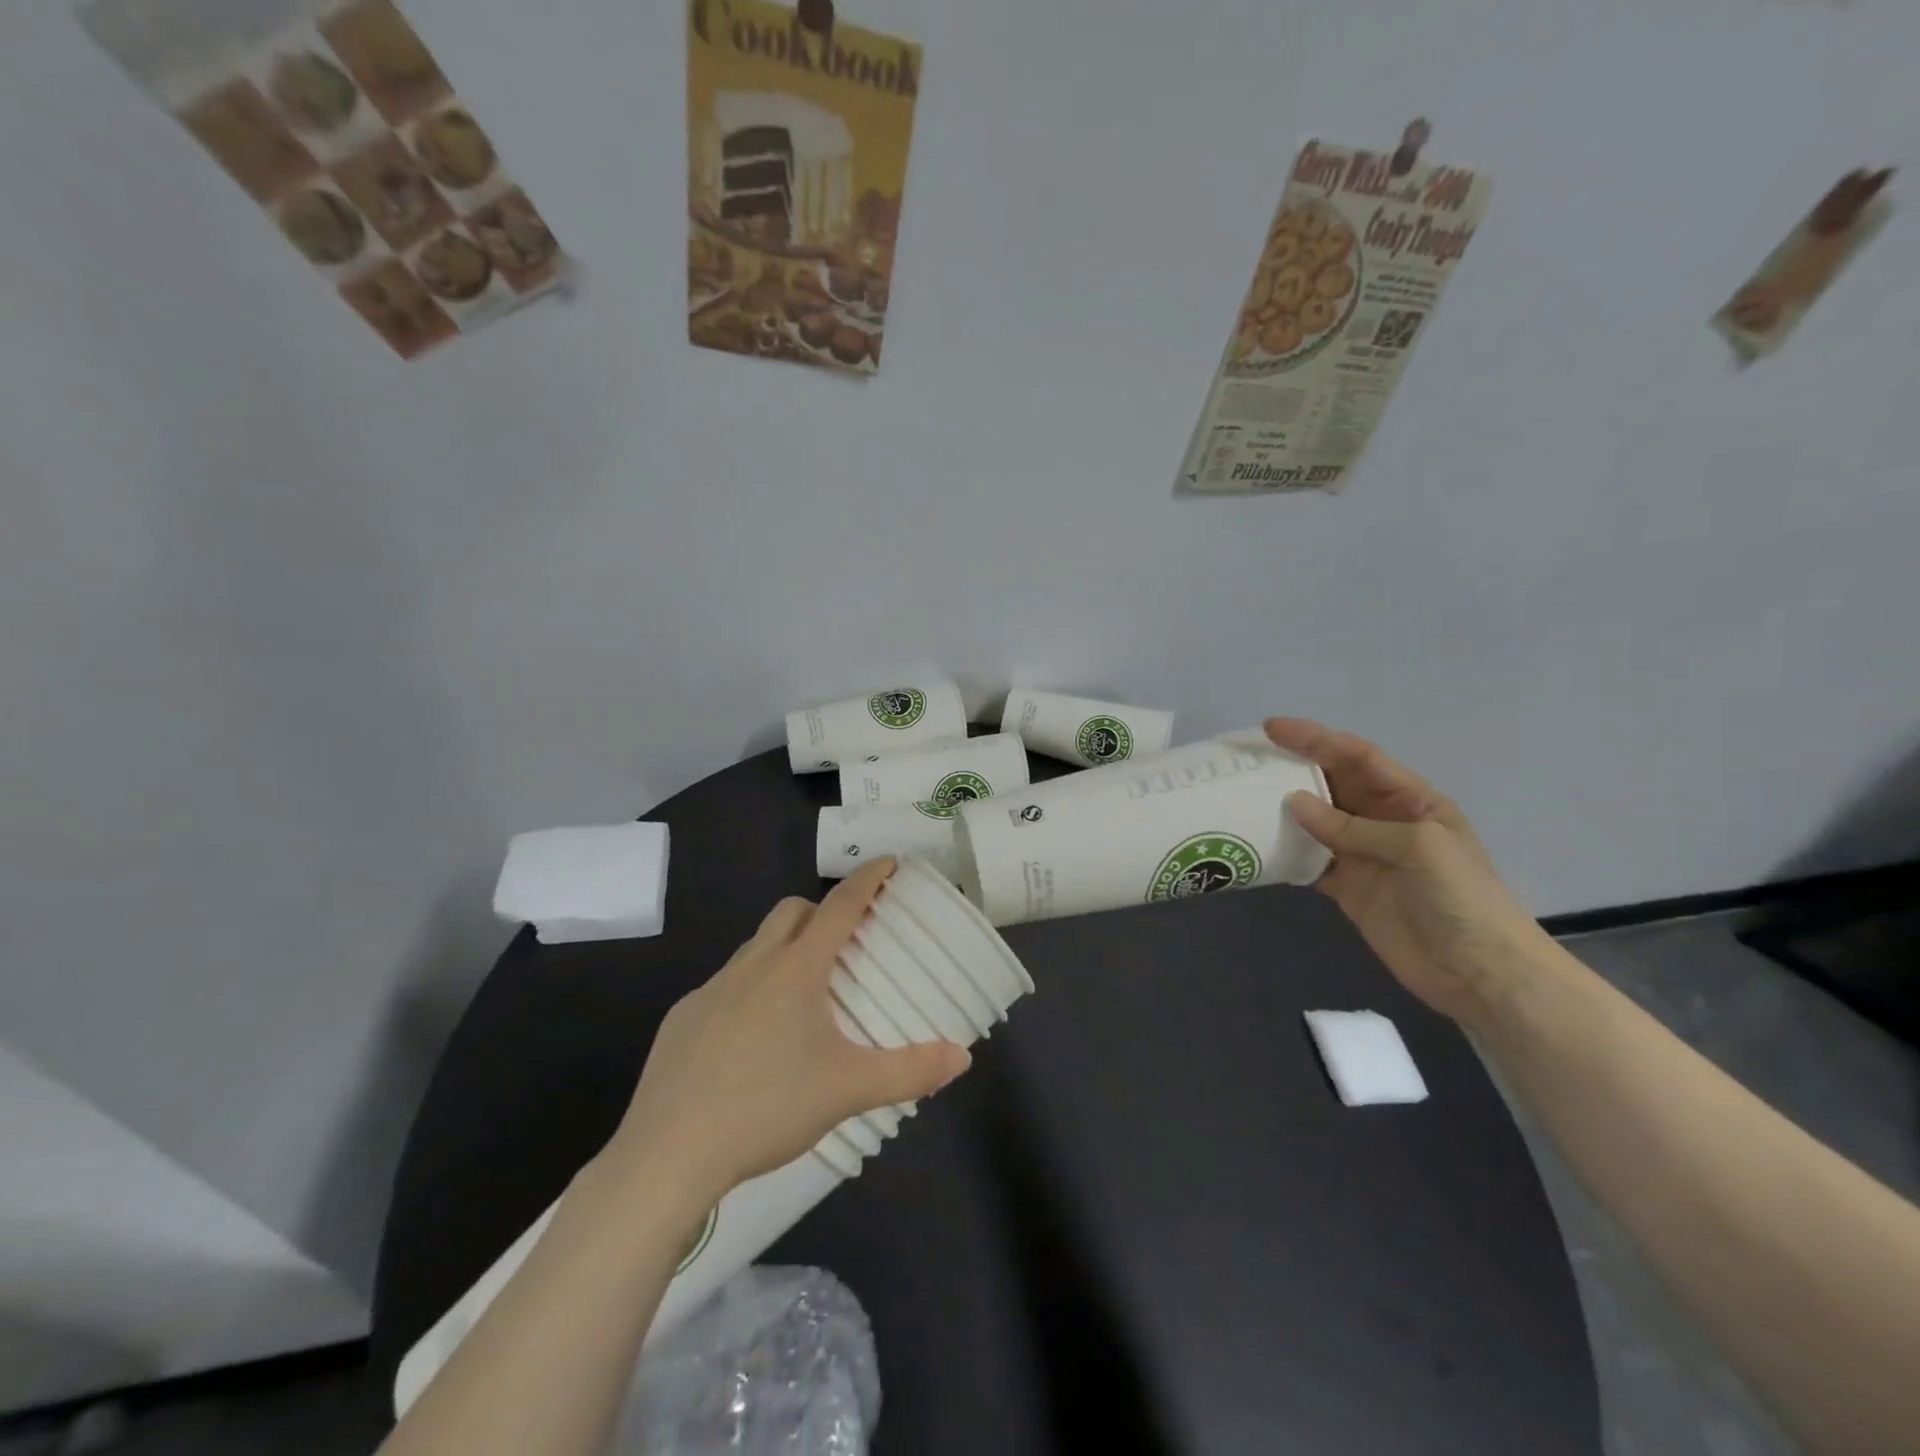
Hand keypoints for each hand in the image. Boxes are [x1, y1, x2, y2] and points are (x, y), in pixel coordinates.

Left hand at [603, 859, 970, 1205]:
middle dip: (821, 910)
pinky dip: (750, 989)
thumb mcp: (847, 1090)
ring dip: (784, 949)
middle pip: (791, 912)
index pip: (839, 906)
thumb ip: (909, 1071)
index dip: (867, 880)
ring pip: (755, 947)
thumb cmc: (766, 1107)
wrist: (667, 1154)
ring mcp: (711, 990)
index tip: (888, 862)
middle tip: (846, 939)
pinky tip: (753, 1038)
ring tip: (804, 992)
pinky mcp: (682, 1018)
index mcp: (795, 970)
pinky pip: (725, 985)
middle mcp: (752, 966)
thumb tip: (962, 1056)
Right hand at [1267, 718, 1551, 1025]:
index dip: (1316, 739)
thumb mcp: (1416, 848)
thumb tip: (1293, 803)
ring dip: (1283, 809)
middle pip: (1331, 784)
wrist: (1479, 974)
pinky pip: (1309, 860)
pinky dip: (1285, 852)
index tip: (1272, 729)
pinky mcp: (1348, 888)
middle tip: (1246, 760)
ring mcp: (1363, 855)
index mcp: (1411, 800)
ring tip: (1241, 796)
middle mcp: (1383, 821)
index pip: (1357, 757)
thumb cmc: (1461, 899)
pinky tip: (1257, 844)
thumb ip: (1353, 827)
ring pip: (1315, 821)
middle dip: (1292, 768)